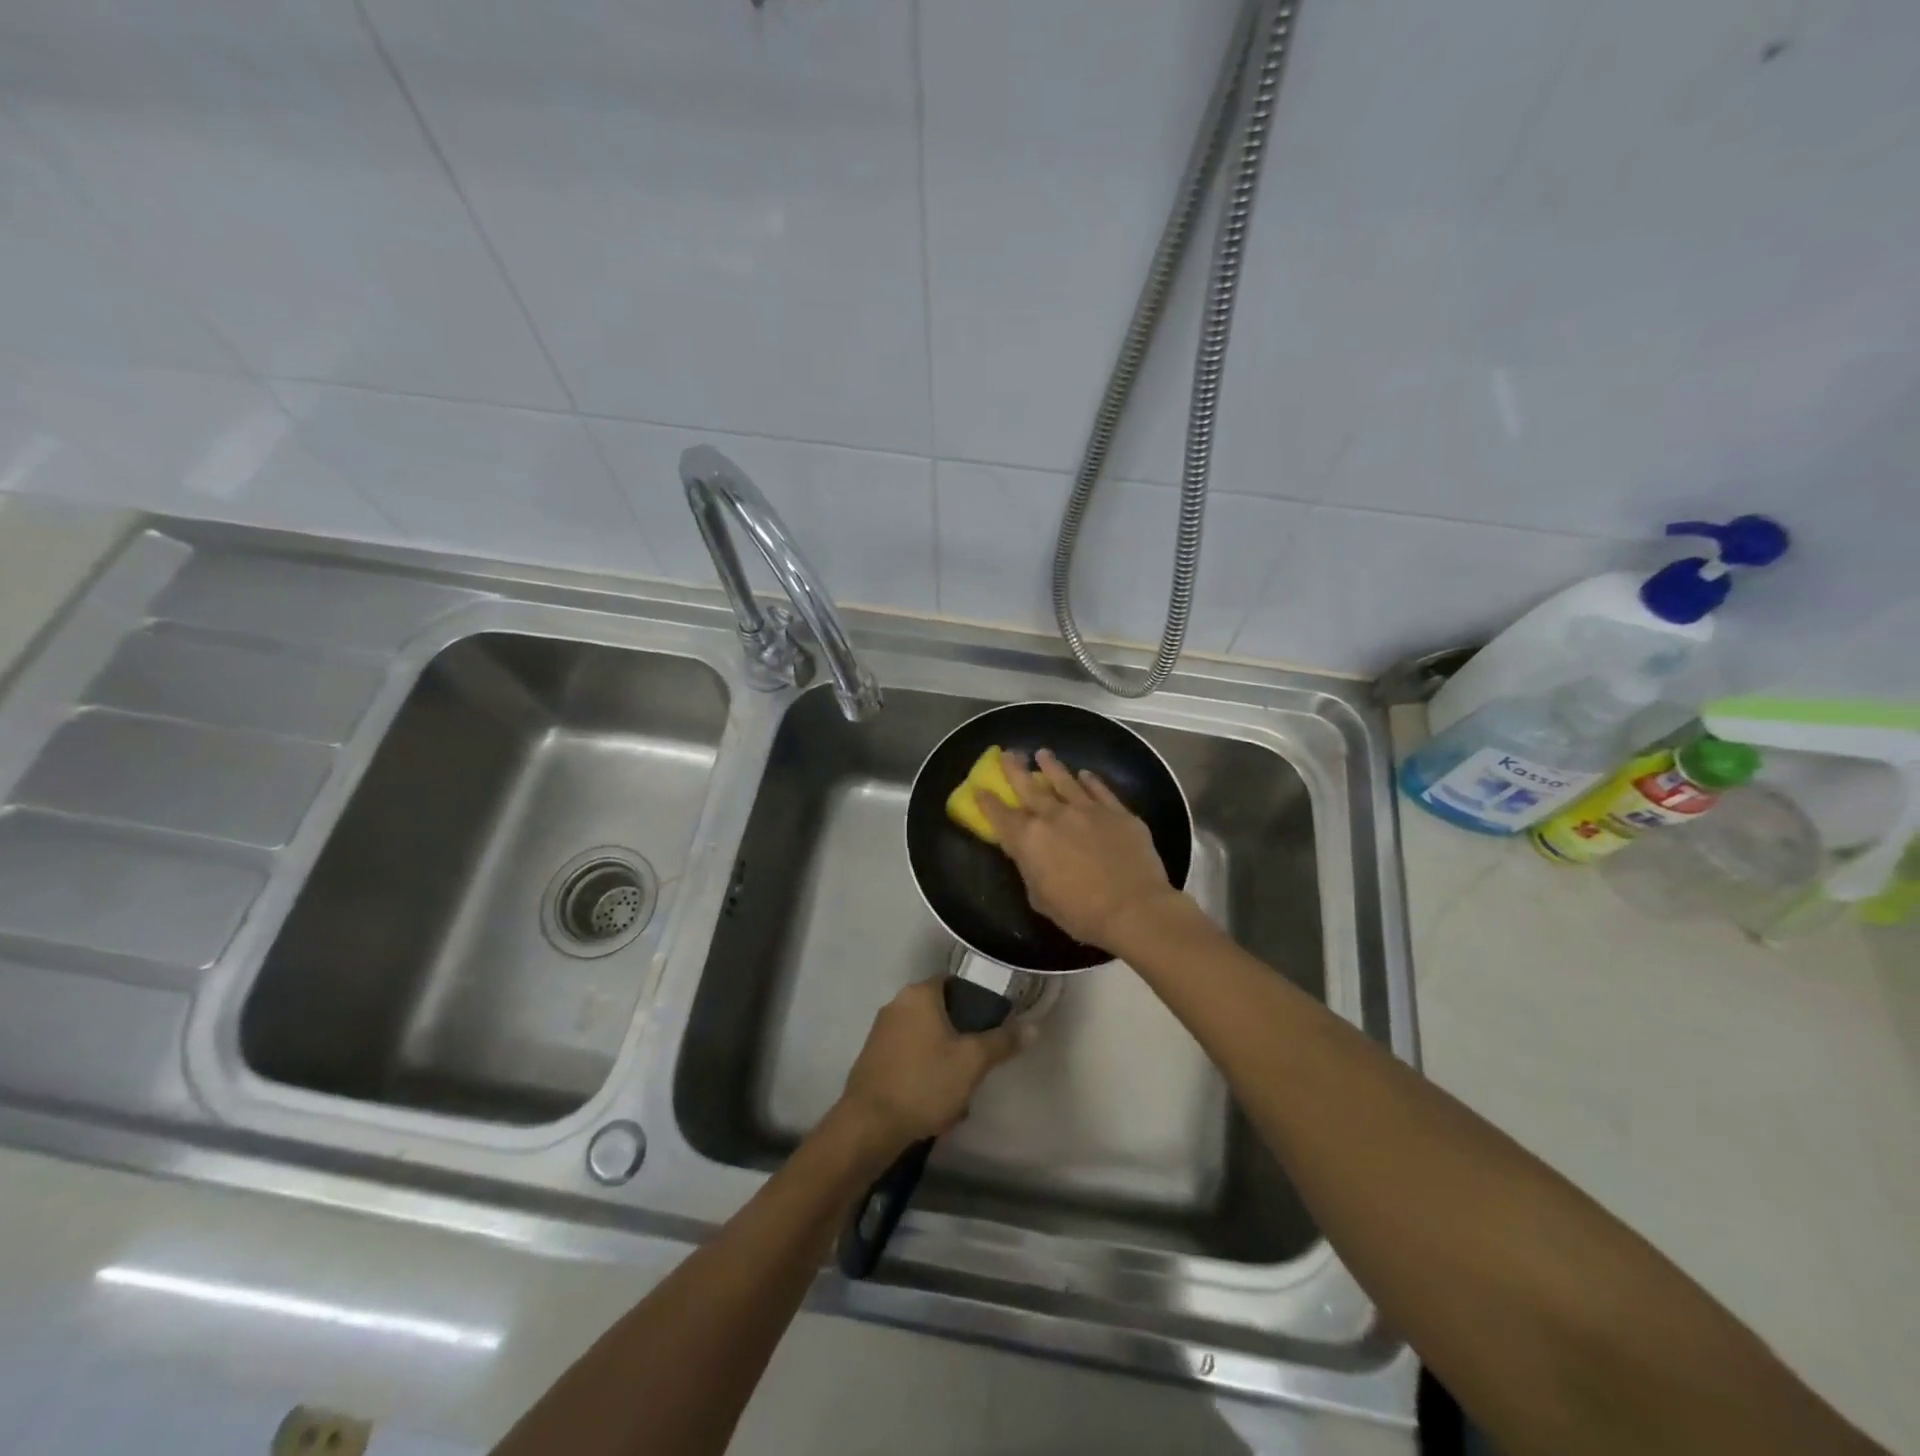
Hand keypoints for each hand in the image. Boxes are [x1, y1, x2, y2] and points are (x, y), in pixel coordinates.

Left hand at [837, 978, 1027, 1154]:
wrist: (869, 1126)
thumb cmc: (924, 1083)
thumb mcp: (972, 1062)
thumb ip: (1002, 1041)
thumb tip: (1033, 1026)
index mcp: (918, 994)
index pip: (954, 984)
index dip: (977, 1003)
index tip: (992, 1027)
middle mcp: (896, 1004)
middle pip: (941, 1014)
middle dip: (961, 1041)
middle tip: (977, 1067)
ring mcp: (881, 1032)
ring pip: (927, 1041)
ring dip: (945, 1064)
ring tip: (958, 1096)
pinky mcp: (873, 1059)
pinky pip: (910, 1059)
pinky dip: (925, 1075)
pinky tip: (935, 1106)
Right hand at [975, 748, 1183, 949]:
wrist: (1133, 909)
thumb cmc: (1080, 913)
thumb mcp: (1040, 897)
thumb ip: (1030, 869)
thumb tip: (1031, 854)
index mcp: (1029, 839)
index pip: (1000, 815)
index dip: (987, 801)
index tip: (980, 788)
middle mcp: (1054, 816)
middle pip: (1029, 787)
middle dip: (1015, 769)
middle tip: (1009, 753)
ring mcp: (1088, 809)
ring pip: (1064, 780)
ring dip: (1052, 766)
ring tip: (1043, 753)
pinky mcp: (1117, 812)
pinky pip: (1100, 790)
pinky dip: (1090, 781)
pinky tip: (1085, 774)